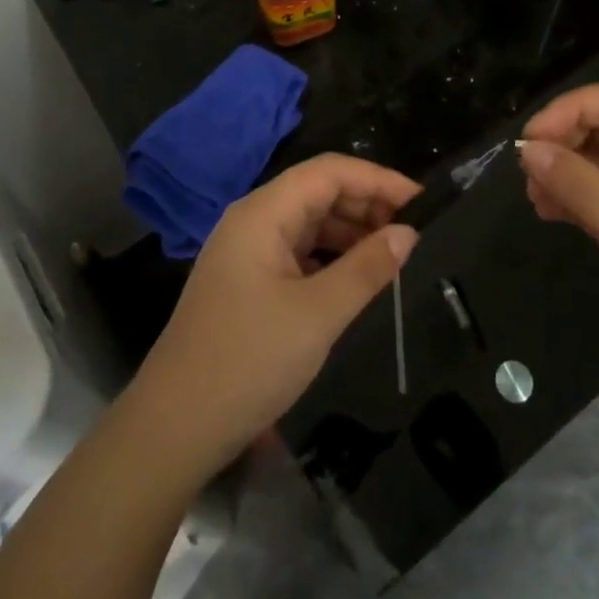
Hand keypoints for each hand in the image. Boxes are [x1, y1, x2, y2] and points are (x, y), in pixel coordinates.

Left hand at [130, 155, 419, 474]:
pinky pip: (297, 251)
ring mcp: (246, 251)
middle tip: (414, 231)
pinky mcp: (246, 280)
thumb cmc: (249, 361)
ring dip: (350, 230)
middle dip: (366, 203)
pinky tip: (357, 276)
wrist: (175, 426)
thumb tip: (408, 232)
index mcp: (263, 213)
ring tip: (395, 252)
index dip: (377, 178)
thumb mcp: (318, 314)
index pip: (329, 171)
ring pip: (308, 222)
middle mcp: (252, 220)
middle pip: (317, 191)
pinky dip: (330, 255)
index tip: (423, 201)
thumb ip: (366, 268)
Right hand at [519, 81, 598, 412]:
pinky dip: (569, 201)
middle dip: (565, 141)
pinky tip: (546, 212)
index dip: (573, 108)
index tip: (533, 137)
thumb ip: (582, 187)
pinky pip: (596, 201)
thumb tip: (527, 149)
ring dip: (562, 172)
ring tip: (533, 195)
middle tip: (527, 169)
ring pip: (598, 165)